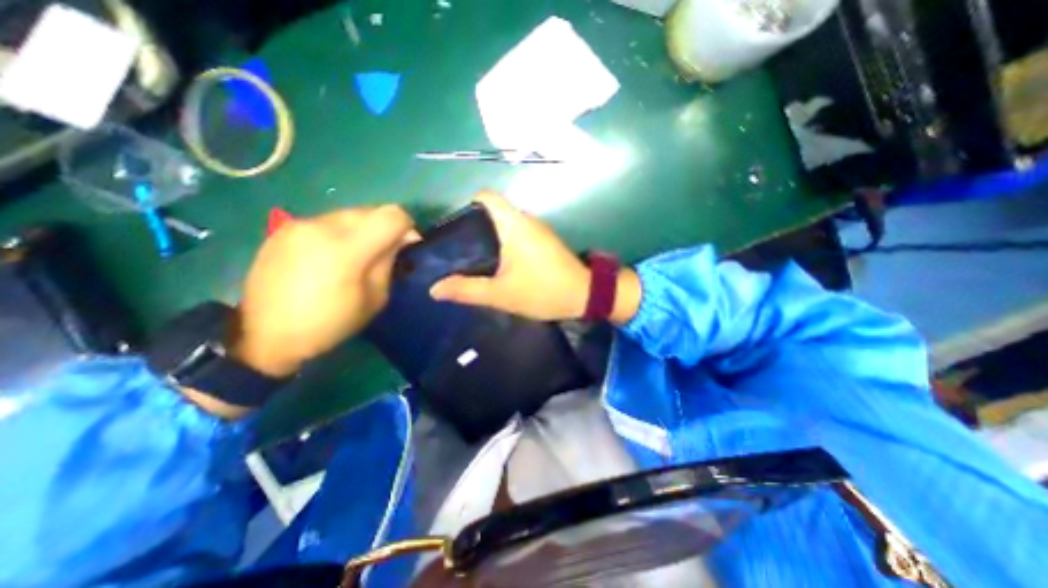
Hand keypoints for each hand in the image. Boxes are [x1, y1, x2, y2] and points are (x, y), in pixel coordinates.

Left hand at [234, 205, 415, 375]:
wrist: (267, 336)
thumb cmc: (331, 323)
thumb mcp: (375, 298)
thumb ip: (388, 262)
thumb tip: (400, 240)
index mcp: (347, 248)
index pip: (392, 216)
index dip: (407, 227)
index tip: (407, 246)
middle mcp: (322, 226)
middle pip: (371, 210)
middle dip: (385, 228)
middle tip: (384, 252)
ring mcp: (299, 225)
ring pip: (348, 214)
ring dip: (362, 230)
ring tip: (356, 255)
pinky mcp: (283, 229)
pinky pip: (326, 221)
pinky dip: (339, 233)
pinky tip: (331, 257)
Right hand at [431, 193, 641, 324]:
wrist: (584, 295)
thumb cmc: (543, 291)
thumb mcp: (501, 294)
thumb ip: (467, 290)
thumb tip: (435, 288)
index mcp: (514, 224)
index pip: (486, 196)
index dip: (467, 207)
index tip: (456, 231)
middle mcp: (526, 219)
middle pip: (492, 211)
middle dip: (473, 228)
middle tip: (458, 252)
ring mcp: (537, 229)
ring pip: (504, 224)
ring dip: (488, 238)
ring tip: (473, 260)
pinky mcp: (543, 240)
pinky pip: (516, 234)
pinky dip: (503, 244)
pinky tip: (498, 265)